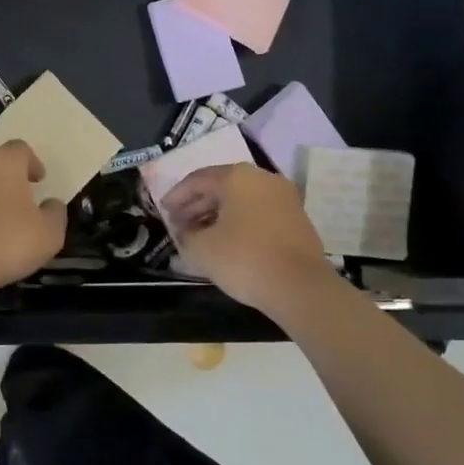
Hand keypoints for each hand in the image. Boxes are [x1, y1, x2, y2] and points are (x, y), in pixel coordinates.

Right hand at [160, 163, 329, 311]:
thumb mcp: (202, 249)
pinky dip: (239, 223)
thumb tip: (184, 233)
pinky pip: (258, 213)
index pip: (197, 180)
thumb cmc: (244, 258)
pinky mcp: (296, 219)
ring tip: (199, 236)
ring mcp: (283, 197)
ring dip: (216, 215)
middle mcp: (262, 178)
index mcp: (237, 176)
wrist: (301, 287)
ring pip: (240, 201)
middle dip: (196, 206)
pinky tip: (227, 242)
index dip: (176, 196)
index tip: (163, 211)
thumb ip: (186, 236)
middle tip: (178, 225)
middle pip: (220, 187)